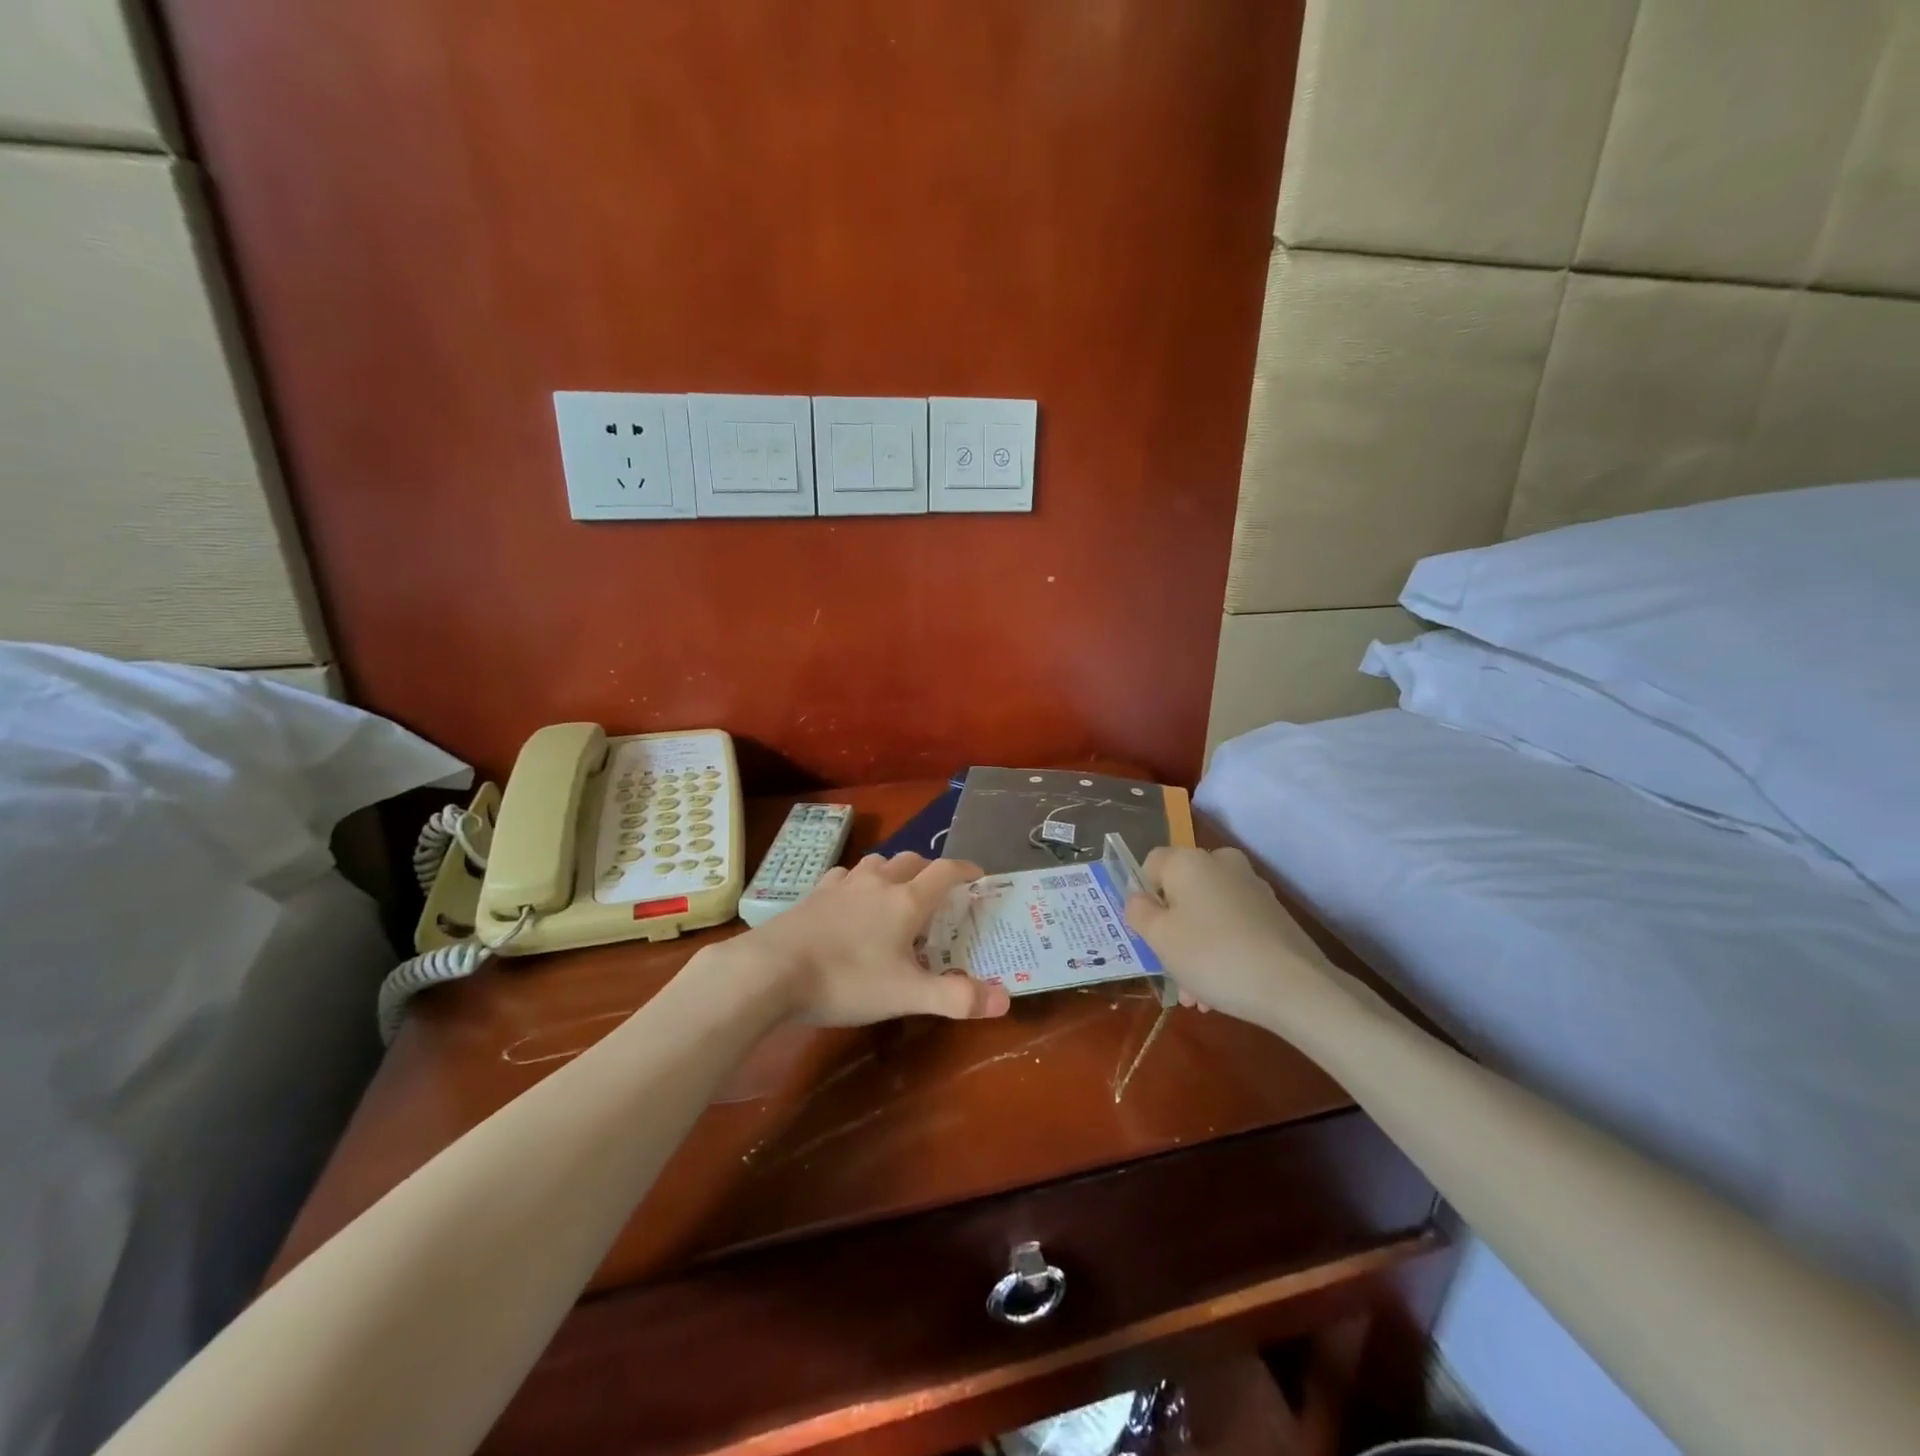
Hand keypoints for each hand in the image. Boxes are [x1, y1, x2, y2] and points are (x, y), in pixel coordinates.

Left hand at [731, 851, 1010, 1026]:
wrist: (771, 970)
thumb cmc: (847, 980)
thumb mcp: (906, 996)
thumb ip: (956, 998)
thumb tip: (1004, 1000)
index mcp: (906, 901)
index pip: (945, 872)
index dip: (966, 870)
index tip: (979, 874)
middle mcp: (877, 883)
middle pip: (912, 861)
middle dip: (930, 870)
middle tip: (940, 891)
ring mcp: (842, 884)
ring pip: (877, 863)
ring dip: (894, 871)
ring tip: (896, 891)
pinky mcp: (813, 894)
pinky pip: (844, 876)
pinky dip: (858, 882)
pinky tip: (850, 899)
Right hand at [1123, 846, 1342, 1029]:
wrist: (1294, 986)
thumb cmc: (1212, 955)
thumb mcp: (1159, 938)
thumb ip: (1138, 912)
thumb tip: (1139, 898)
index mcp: (1188, 860)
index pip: (1150, 864)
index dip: (1142, 897)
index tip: (1146, 933)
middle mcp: (1221, 863)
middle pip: (1181, 891)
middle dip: (1172, 931)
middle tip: (1170, 971)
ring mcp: (1252, 887)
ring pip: (1208, 913)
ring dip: (1195, 948)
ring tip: (1197, 996)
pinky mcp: (1274, 914)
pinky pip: (1233, 925)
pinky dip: (1223, 949)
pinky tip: (1222, 988)